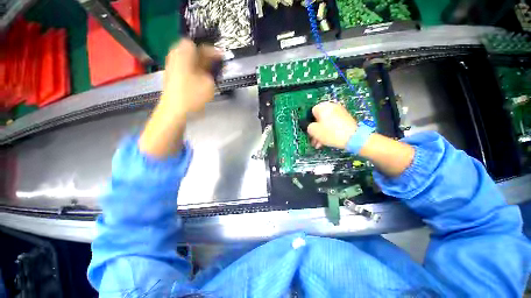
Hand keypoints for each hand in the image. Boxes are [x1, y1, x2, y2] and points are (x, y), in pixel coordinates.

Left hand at [138, 39, 220, 157]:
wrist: (175, 112)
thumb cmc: (192, 96)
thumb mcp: (208, 82)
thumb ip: (212, 71)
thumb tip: (212, 66)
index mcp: (183, 54)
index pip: (198, 44)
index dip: (211, 50)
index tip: (221, 57)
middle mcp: (176, 57)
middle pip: (193, 51)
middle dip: (206, 57)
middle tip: (217, 65)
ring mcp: (173, 67)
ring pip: (190, 60)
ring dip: (202, 65)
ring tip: (212, 73)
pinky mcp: (173, 77)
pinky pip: (187, 68)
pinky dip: (196, 71)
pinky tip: (203, 79)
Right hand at [307, 102, 357, 148]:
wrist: (353, 137)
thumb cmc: (330, 132)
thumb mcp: (314, 131)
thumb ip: (308, 127)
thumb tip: (310, 126)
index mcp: (323, 107)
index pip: (311, 112)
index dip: (309, 122)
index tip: (310, 131)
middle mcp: (331, 106)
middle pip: (319, 119)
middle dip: (315, 130)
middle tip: (314, 140)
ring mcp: (340, 112)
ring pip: (326, 123)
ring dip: (321, 133)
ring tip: (320, 144)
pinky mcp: (346, 118)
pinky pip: (333, 124)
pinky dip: (329, 131)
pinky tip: (327, 141)